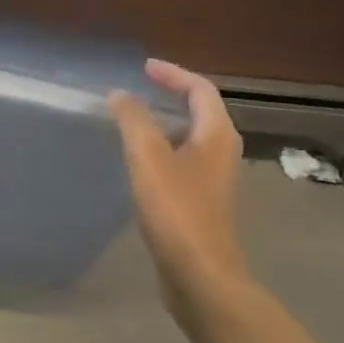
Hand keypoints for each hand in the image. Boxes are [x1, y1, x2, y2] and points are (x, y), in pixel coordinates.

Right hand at [109, 59, 248, 326]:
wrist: (200, 274)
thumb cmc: (177, 211)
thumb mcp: (149, 158)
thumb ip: (133, 121)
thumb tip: (121, 94)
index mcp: (217, 134)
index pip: (200, 89)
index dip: (172, 74)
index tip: (143, 68)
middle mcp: (222, 152)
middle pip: (200, 111)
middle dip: (170, 96)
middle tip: (137, 91)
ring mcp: (214, 179)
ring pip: (191, 139)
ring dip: (165, 125)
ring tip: (132, 122)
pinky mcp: (202, 203)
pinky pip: (183, 162)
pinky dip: (163, 151)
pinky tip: (138, 165)